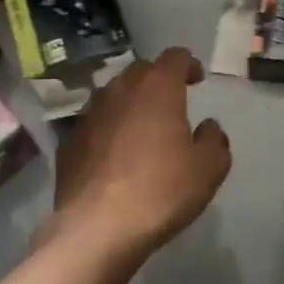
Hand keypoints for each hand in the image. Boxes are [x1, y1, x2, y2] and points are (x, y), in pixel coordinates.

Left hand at [49, 47, 231, 257]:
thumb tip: (208, 127)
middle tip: (172, 102)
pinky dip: (108, 128)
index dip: (189, 64)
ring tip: (142, 126)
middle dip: (158, 80)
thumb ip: (214, 141)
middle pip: (142, 71)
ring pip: (114, 94)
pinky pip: (95, 122)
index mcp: (157, 87)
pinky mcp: (69, 139)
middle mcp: (120, 89)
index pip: (175, 57)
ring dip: (131, 103)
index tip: (197, 80)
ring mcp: (89, 113)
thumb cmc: (161, 190)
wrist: (97, 226)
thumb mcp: (208, 170)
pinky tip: (115, 153)